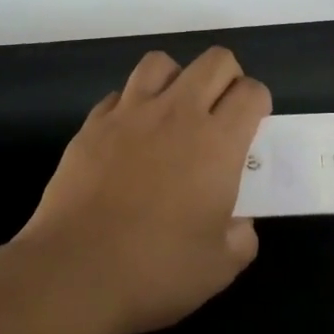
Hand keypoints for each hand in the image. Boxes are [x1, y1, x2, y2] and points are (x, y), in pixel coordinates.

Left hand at [19, 47, 271, 333]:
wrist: (75, 273)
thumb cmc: (157, 269)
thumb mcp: (221, 266)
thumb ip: (241, 236)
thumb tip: (237, 221)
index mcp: (218, 142)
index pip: (251, 92)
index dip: (258, 104)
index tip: (251, 129)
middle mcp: (177, 114)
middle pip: (214, 61)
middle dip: (227, 78)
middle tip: (221, 114)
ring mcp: (130, 114)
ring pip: (161, 63)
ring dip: (176, 79)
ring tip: (174, 113)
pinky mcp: (92, 126)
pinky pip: (120, 94)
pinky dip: (132, 106)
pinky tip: (130, 137)